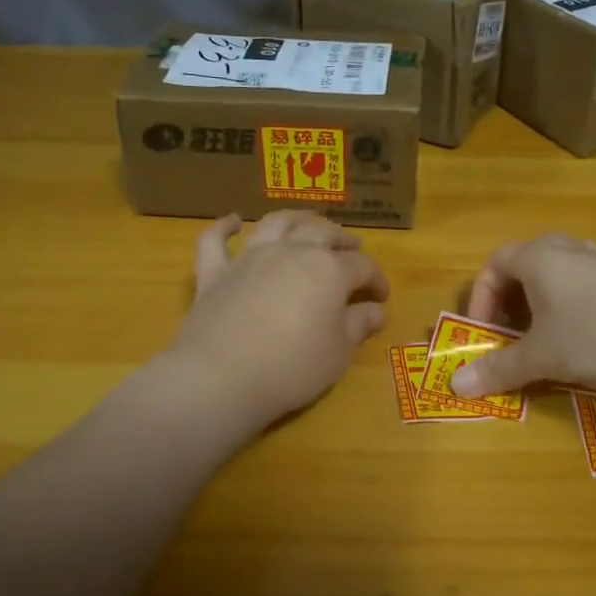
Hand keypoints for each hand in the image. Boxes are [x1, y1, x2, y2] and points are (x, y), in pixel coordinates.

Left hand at [169, 212, 389, 428]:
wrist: (221, 377)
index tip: (381, 296)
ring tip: (307, 220)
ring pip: (276, 224)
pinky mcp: (215, 272)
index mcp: (328, 270)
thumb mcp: (338, 353)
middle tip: (352, 247)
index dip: (376, 278)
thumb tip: (375, 310)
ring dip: (295, 218)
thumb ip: (358, 326)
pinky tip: (233, 221)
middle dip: (342, 239)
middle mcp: (291, 252)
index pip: (362, 266)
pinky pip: (216, 239)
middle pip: (322, 233)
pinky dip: (225, 226)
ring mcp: (250, 258)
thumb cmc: (292, 368)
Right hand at [452, 234, 595, 398]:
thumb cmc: (595, 336)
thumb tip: (455, 386)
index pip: (494, 264)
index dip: (481, 299)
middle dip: (510, 301)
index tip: (485, 334)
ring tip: (544, 337)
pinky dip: (572, 309)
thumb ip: (499, 369)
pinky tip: (584, 339)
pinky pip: (586, 287)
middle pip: (525, 265)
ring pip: (558, 275)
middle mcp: (569, 249)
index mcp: (540, 256)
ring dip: (542, 304)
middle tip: (510, 333)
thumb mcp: (541, 357)